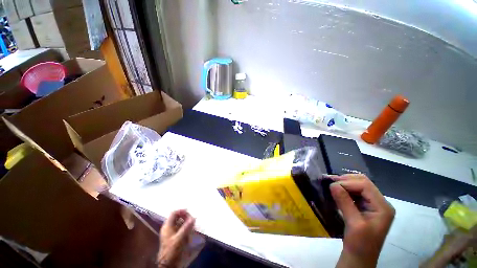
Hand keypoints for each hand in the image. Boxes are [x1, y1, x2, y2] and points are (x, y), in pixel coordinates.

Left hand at [157, 210, 194, 267]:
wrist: (169, 264)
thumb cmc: (172, 250)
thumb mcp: (180, 239)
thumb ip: (186, 227)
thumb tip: (193, 218)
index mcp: (167, 226)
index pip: (174, 213)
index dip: (181, 211)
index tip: (190, 211)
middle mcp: (168, 228)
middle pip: (177, 217)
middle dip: (186, 217)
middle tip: (193, 219)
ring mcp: (171, 233)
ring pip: (180, 223)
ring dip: (187, 222)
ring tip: (193, 224)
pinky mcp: (174, 237)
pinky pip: (181, 228)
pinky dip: (186, 227)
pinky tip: (191, 230)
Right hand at [330, 174, 394, 267]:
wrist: (359, 257)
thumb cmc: (360, 244)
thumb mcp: (353, 224)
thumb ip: (344, 202)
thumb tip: (332, 184)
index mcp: (383, 207)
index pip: (365, 185)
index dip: (347, 183)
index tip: (331, 186)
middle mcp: (380, 202)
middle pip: (363, 182)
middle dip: (345, 180)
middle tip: (329, 182)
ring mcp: (373, 204)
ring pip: (358, 185)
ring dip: (343, 183)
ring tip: (330, 185)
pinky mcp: (366, 206)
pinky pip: (354, 192)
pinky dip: (344, 189)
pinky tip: (335, 191)